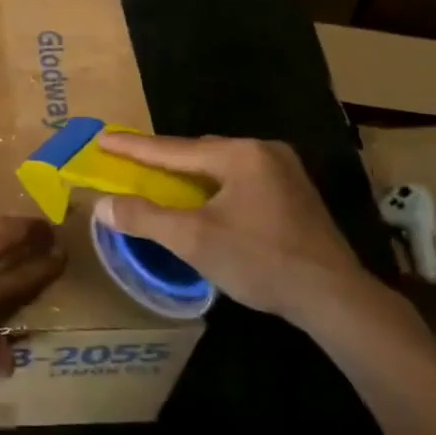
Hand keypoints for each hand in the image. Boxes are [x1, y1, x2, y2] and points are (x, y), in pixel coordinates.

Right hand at [95, 133, 410, 333]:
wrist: (334, 296)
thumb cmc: (260, 261)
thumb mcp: (194, 240)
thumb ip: (145, 218)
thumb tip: (101, 204)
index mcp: (239, 154)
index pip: (172, 149)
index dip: (133, 147)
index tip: (102, 138)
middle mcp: (263, 151)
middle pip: (199, 154)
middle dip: (163, 160)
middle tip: (131, 164)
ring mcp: (284, 171)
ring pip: (221, 167)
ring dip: (189, 176)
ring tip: (161, 184)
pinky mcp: (294, 194)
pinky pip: (240, 181)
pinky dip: (214, 188)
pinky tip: (205, 204)